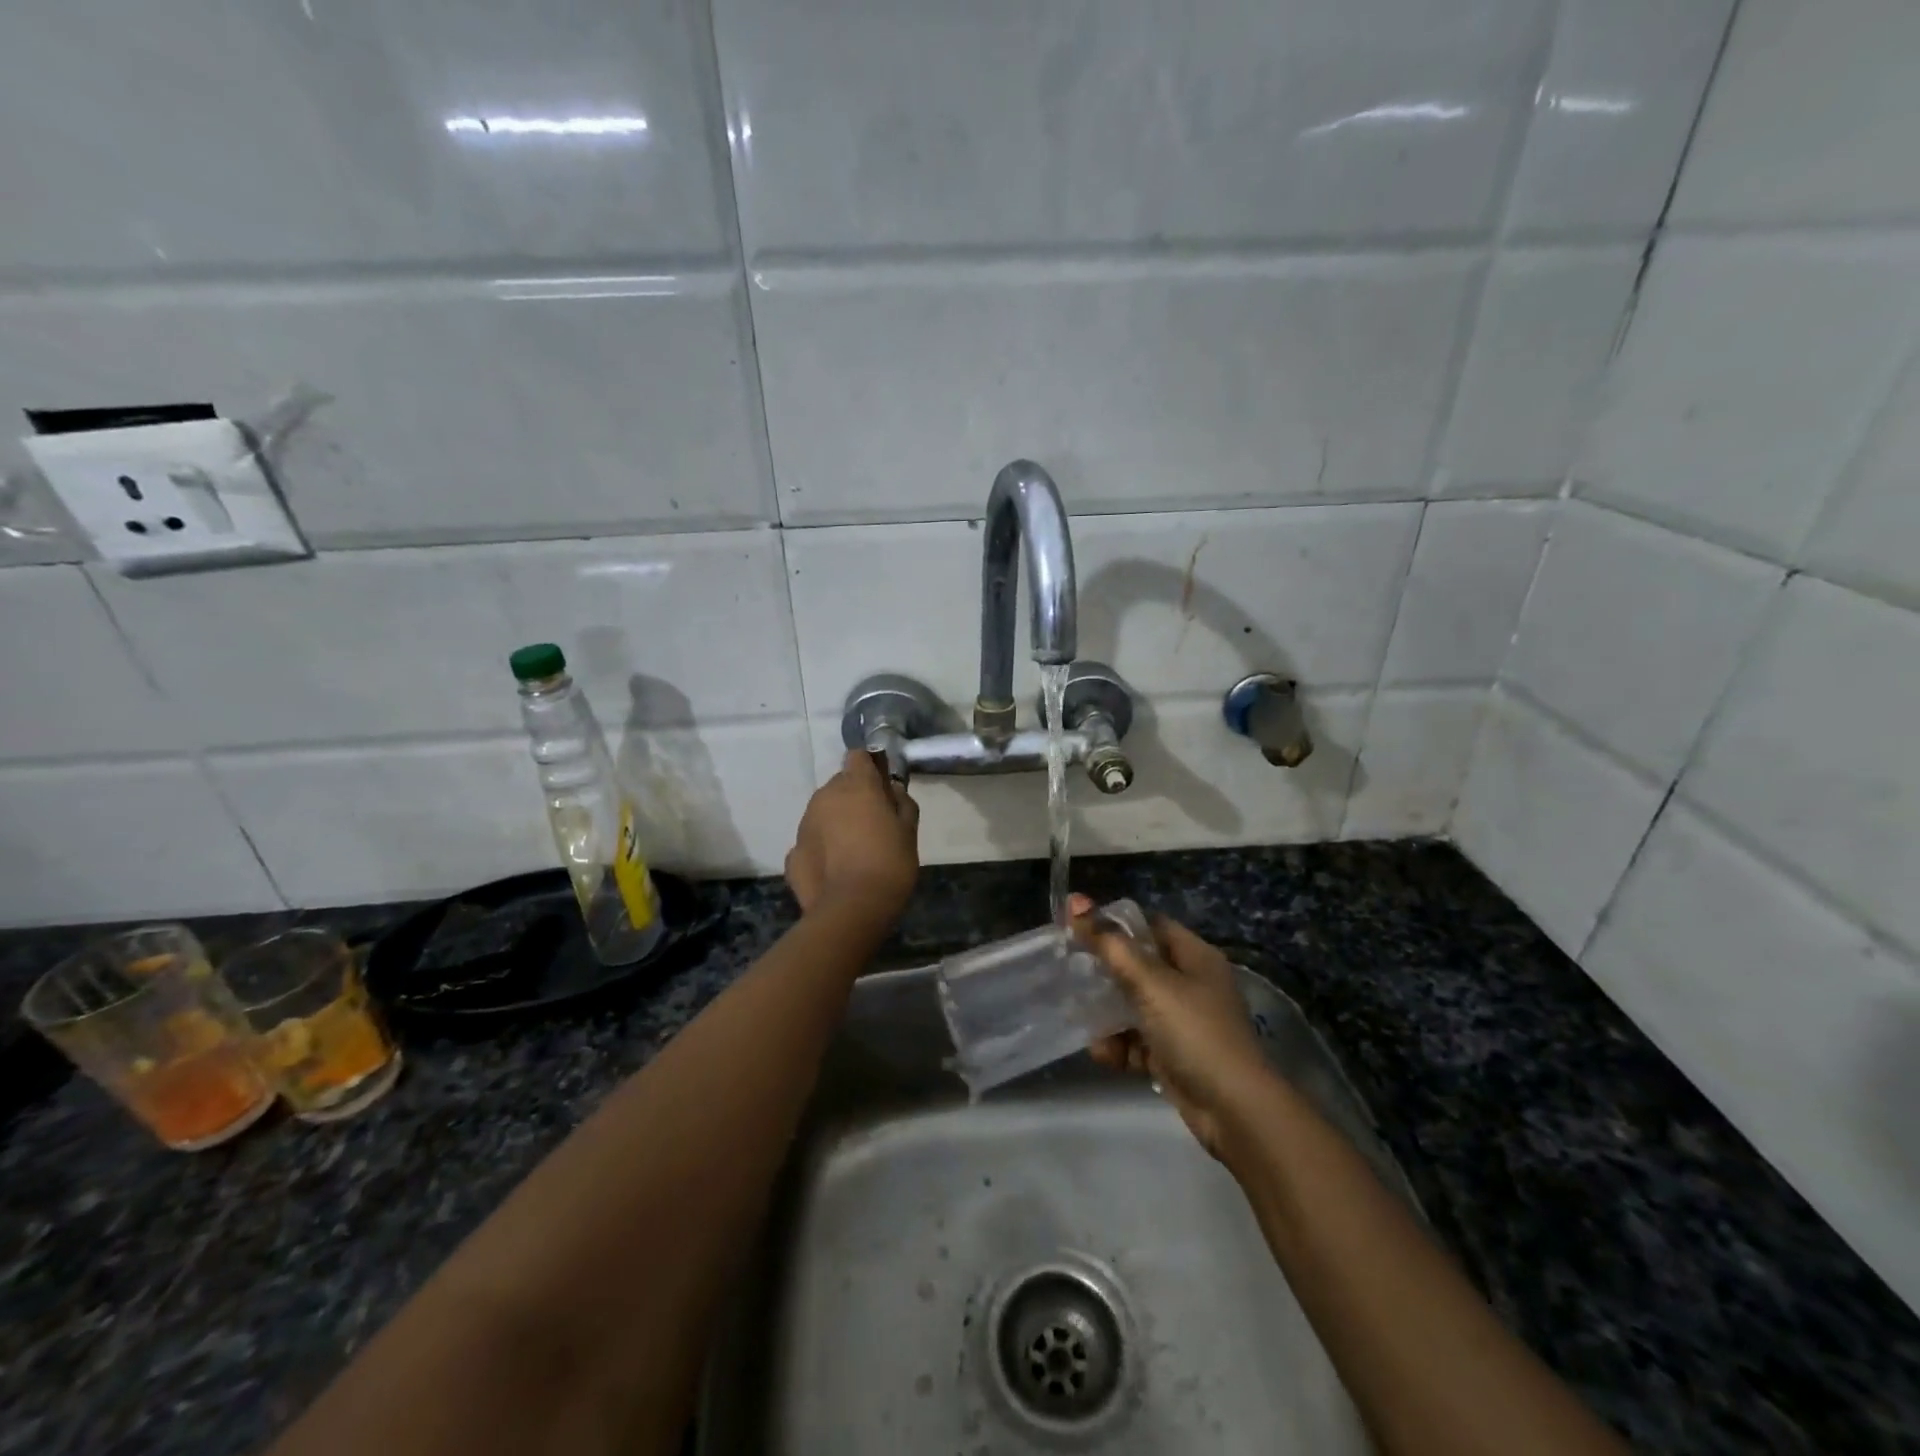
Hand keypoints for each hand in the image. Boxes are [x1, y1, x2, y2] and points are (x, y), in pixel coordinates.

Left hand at [785, 750, 920, 923]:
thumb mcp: (909, 831)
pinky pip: (812, 841)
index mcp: (856, 785)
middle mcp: (825, 796)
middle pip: (840, 785)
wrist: (851, 910)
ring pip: (823, 812)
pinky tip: (835, 869)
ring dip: (836, 822)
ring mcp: (804, 824)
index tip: (882, 787)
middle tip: (873, 825)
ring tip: (854, 851)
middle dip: (854, 797)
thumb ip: (902, 803)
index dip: (870, 768)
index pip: (858, 756)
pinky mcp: (793, 852)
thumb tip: (892, 790)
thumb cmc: (889, 864)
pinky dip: (822, 848)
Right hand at [1070, 893, 1273, 1159]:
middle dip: (1104, 972)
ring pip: (1133, 1006)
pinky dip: (1119, 1046)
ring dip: (1106, 1015)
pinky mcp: (1173, 1056)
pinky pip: (1137, 1041)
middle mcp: (1191, 984)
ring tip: (1080, 1019)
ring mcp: (1183, 1022)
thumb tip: (1076, 902)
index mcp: (1195, 957)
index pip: (1150, 926)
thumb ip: (1111, 945)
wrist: (1234, 1111)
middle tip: (1069, 972)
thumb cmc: (1195, 1032)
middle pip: (1138, 966)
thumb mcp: (1150, 983)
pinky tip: (1103, 1054)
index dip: (1115, 924)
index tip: (1078, 928)